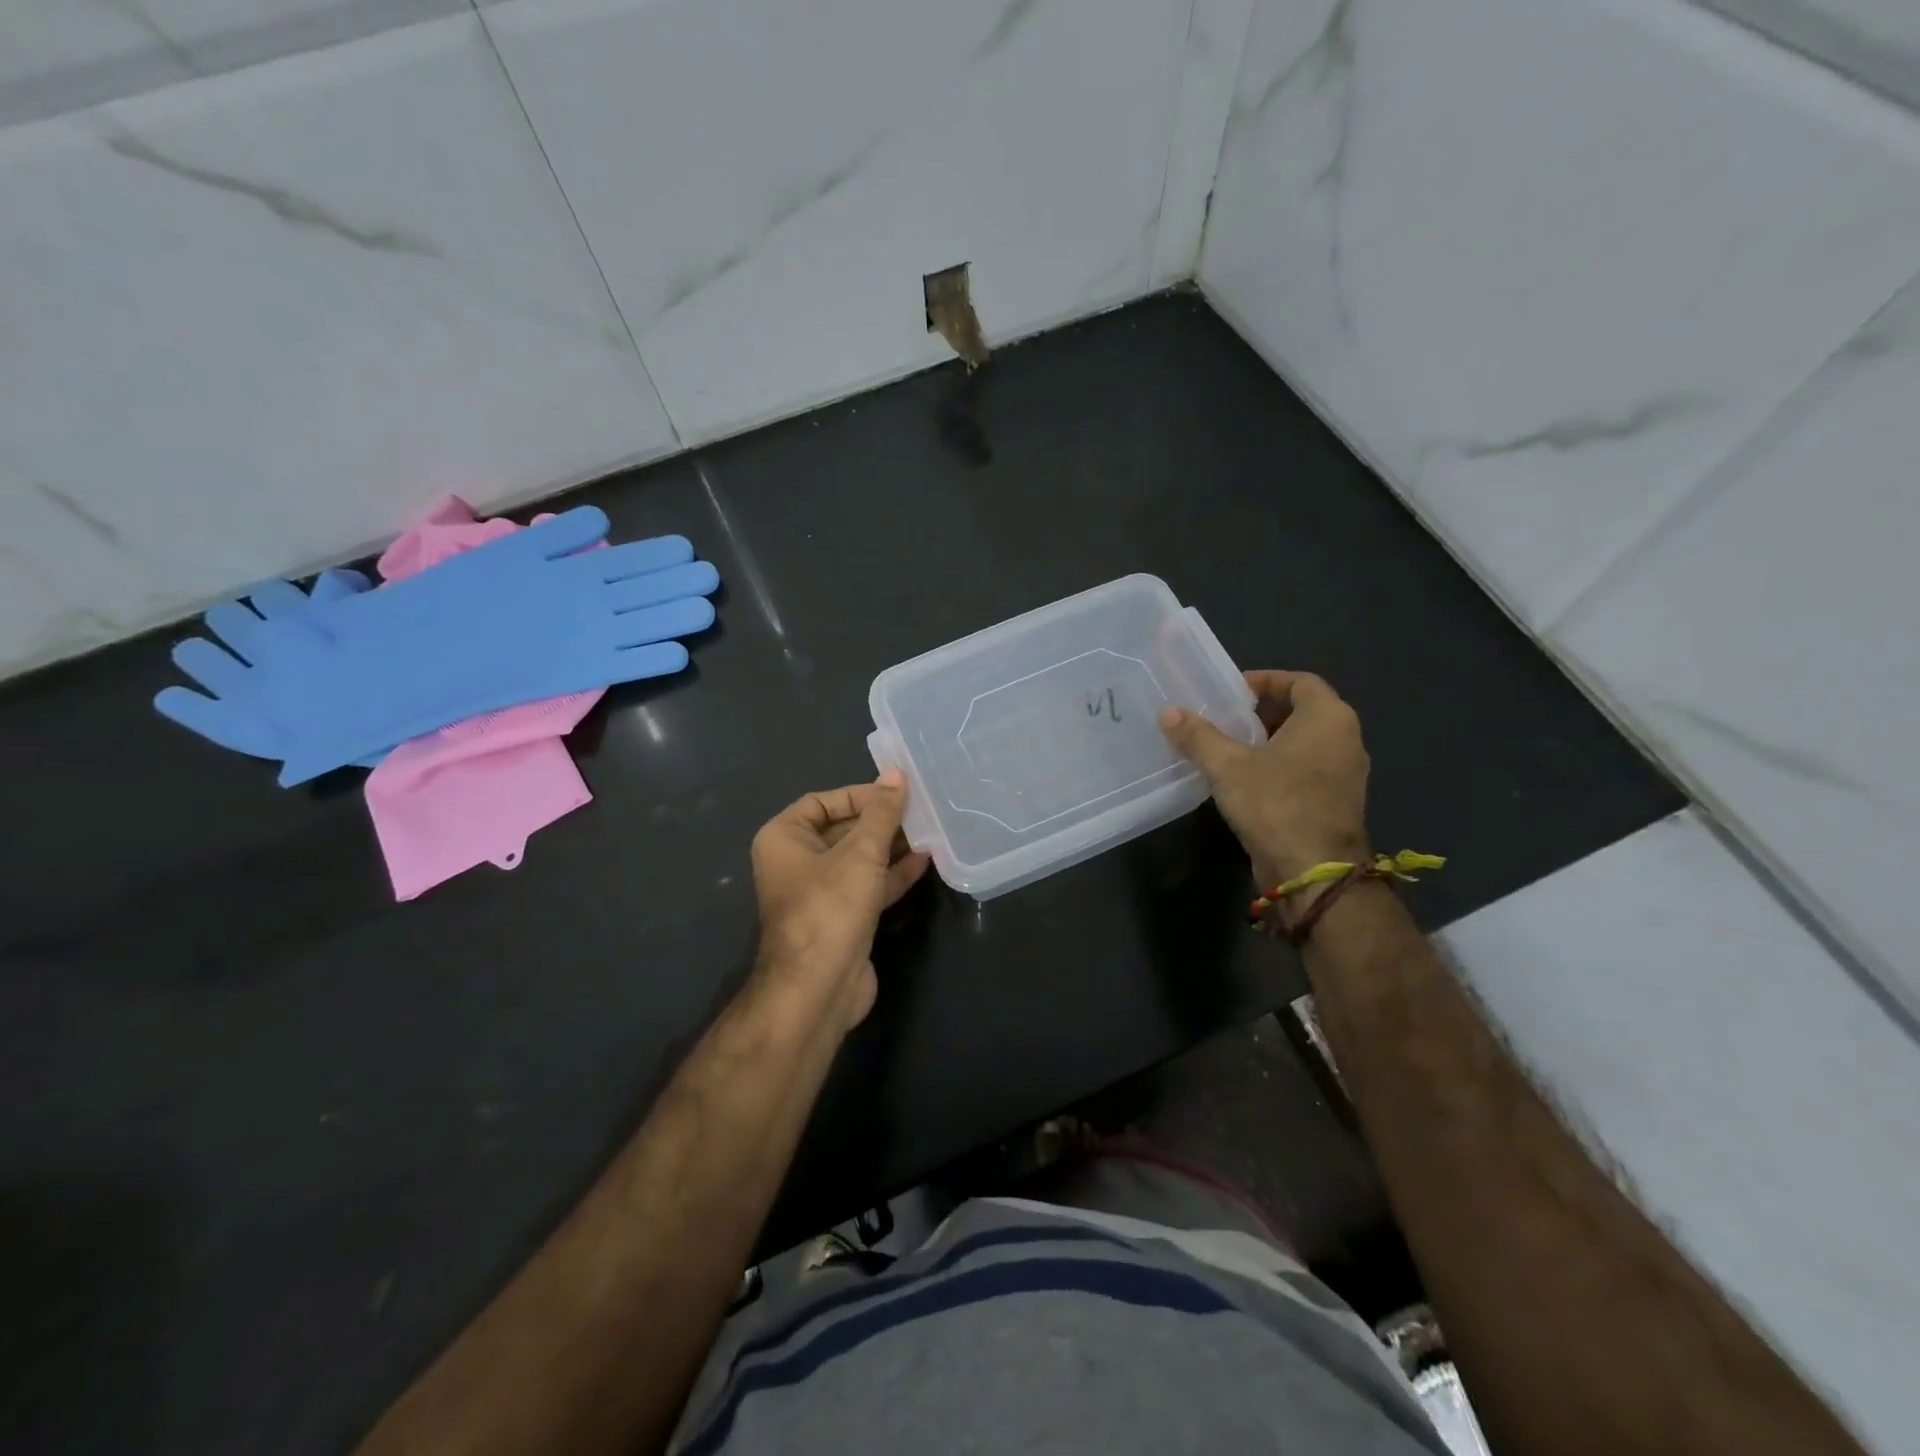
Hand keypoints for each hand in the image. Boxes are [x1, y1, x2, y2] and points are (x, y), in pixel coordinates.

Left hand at [749, 768, 931, 1032]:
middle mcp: (796, 862)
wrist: (819, 988)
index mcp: (783, 838)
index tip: (896, 793)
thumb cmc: (831, 906)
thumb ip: (881, 812)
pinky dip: (893, 874)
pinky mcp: (842, 919)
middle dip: (881, 821)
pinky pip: (868, 886)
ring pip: (858, 860)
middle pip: (843, 830)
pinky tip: (926, 860)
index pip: (822, 802)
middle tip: (921, 809)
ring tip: (930, 830)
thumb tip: (896, 773)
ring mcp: (819, 893)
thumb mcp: (860, 852)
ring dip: (892, 846)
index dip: (859, 794)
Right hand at [1159, 670, 1370, 890]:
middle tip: (1224, 719)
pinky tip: (1243, 781)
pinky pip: (1305, 770)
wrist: (1315, 873)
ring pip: (1304, 743)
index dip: (1265, 680)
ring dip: (1268, 742)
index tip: (1231, 691)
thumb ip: (1198, 736)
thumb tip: (1169, 713)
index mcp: (1328, 718)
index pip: (1300, 681)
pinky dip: (1278, 767)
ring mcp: (1344, 774)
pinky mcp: (1335, 803)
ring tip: (1227, 748)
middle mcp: (1345, 740)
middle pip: (1302, 711)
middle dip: (1262, 712)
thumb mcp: (1228, 766)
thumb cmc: (1276, 804)